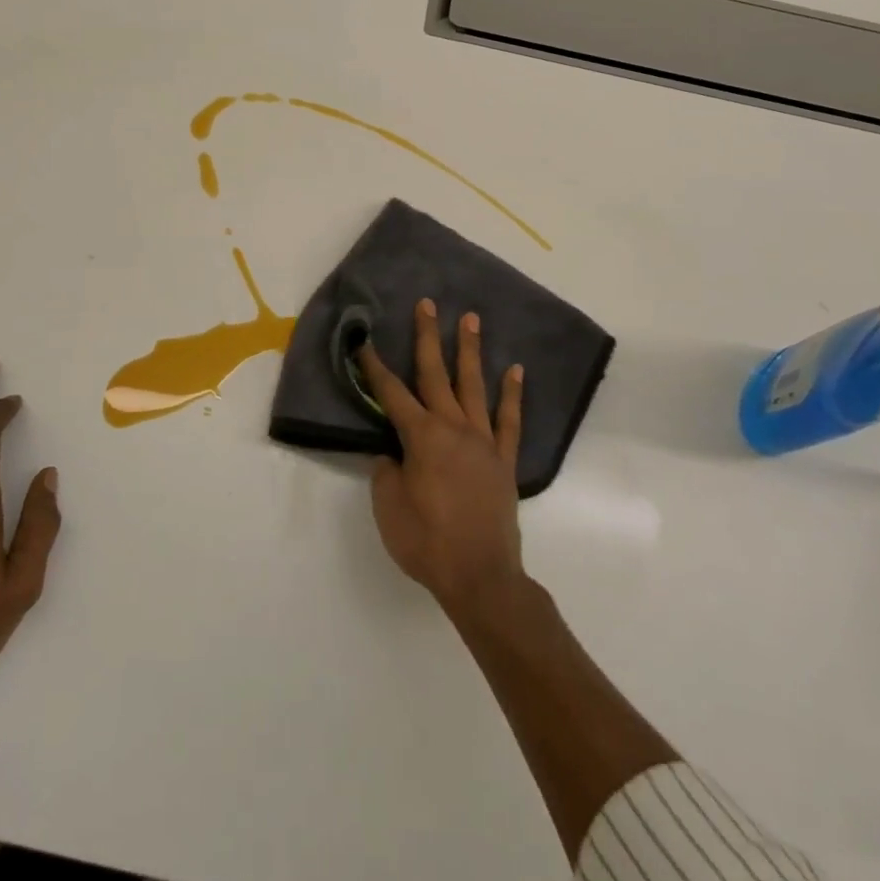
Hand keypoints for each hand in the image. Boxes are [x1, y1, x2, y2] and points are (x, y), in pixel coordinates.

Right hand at [358, 300, 527, 620]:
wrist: (480, 576)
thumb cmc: (427, 542)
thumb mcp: (389, 506)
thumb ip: (387, 471)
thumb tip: (394, 453)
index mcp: (421, 437)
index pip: (391, 394)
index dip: (375, 367)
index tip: (365, 341)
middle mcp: (453, 428)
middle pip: (436, 374)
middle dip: (428, 337)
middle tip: (426, 304)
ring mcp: (483, 441)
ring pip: (473, 386)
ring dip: (469, 350)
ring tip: (470, 318)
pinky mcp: (504, 460)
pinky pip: (509, 420)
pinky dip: (512, 394)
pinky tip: (514, 370)